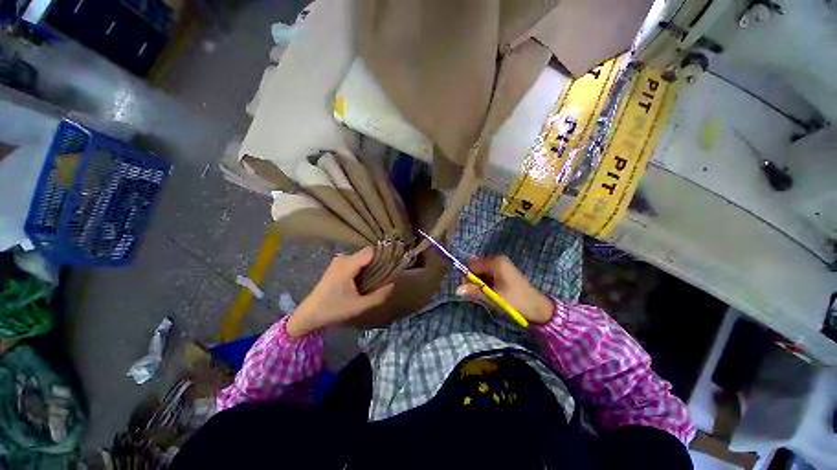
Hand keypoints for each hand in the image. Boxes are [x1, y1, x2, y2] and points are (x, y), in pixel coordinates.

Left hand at [286, 247, 393, 336]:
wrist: (309, 314)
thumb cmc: (333, 309)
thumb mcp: (359, 306)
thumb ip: (378, 296)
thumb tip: (393, 284)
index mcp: (347, 265)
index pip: (371, 251)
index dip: (383, 255)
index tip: (393, 264)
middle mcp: (343, 258)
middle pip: (367, 253)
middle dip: (378, 262)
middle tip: (386, 275)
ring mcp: (338, 260)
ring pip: (362, 257)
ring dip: (370, 265)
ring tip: (376, 279)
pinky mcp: (337, 265)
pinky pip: (355, 260)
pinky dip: (363, 267)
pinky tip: (364, 280)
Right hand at [455, 255, 553, 324]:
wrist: (538, 308)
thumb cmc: (515, 301)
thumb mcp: (493, 297)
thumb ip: (474, 291)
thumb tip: (456, 289)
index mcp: (495, 262)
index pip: (471, 264)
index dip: (466, 275)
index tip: (467, 288)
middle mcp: (498, 260)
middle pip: (476, 266)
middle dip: (473, 279)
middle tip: (477, 293)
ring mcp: (502, 265)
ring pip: (481, 271)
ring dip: (479, 282)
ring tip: (485, 294)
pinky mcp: (504, 271)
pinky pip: (488, 274)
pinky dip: (486, 282)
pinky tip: (491, 292)